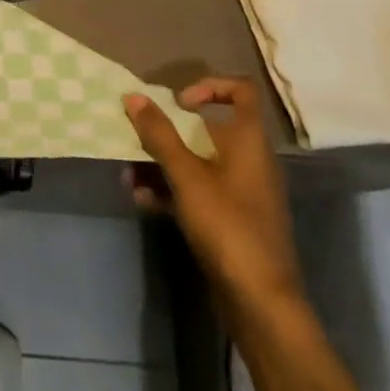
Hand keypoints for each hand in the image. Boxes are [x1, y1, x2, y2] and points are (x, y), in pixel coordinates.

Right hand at [124, 77, 302, 311]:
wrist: (261, 304)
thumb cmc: (228, 226)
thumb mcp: (187, 176)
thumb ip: (159, 134)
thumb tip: (133, 95)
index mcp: (249, 140)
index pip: (240, 91)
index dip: (210, 86)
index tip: (178, 102)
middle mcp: (248, 160)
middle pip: (207, 128)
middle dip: (168, 131)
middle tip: (137, 136)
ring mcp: (240, 192)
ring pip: (197, 162)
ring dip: (162, 163)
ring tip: (128, 173)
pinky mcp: (230, 221)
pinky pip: (197, 191)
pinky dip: (170, 190)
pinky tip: (140, 199)